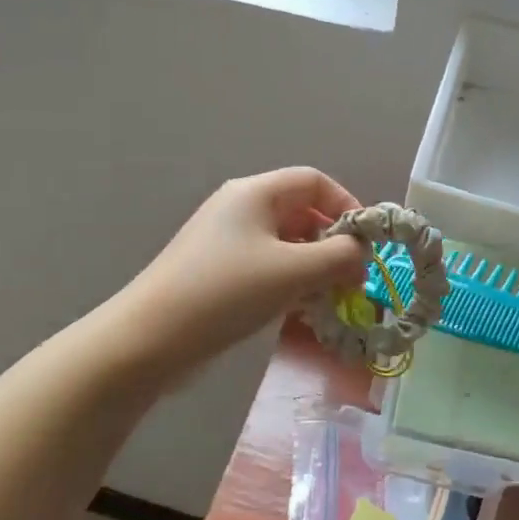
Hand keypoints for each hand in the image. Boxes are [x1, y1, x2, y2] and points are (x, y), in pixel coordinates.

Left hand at [109, 168, 369, 383]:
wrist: (150, 338)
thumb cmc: (226, 292)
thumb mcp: (293, 271)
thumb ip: (339, 257)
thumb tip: (362, 254)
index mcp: (255, 194)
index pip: (314, 181)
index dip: (347, 206)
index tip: (367, 244)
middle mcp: (240, 210)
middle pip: (300, 213)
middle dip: (333, 244)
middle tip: (354, 279)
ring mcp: (226, 243)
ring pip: (285, 245)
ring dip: (314, 268)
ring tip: (333, 299)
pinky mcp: (218, 274)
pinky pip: (266, 269)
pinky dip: (290, 284)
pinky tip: (302, 312)